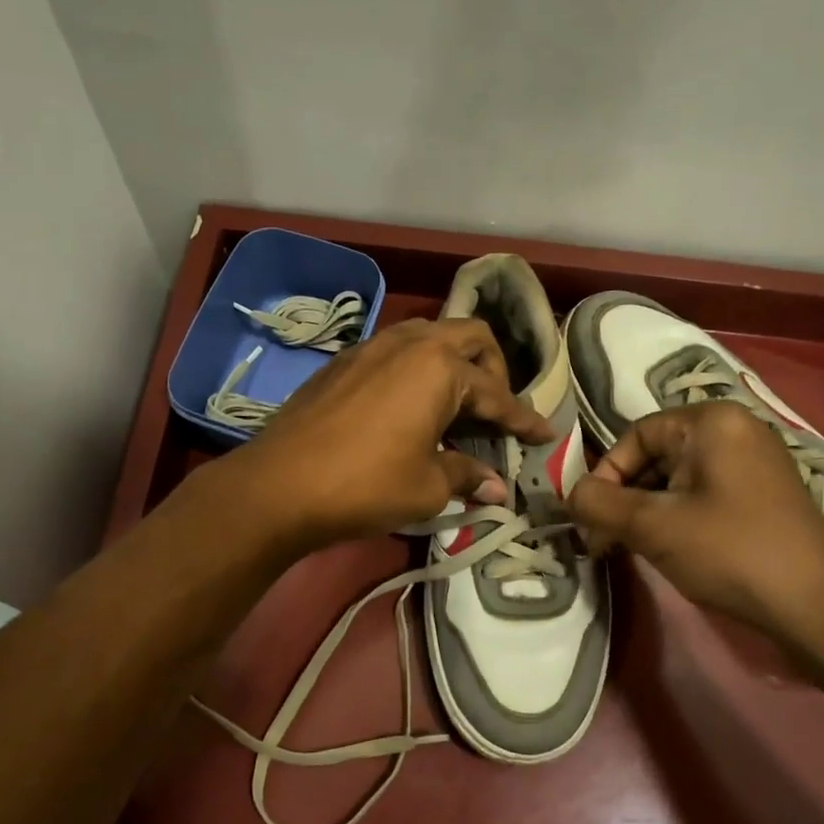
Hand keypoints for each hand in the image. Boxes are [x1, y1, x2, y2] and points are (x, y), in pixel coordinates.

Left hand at [227, 318, 552, 547]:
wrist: (278, 484)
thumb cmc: (365, 485)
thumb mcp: (426, 486)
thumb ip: (466, 475)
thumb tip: (498, 488)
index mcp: (440, 367)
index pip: (497, 395)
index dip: (524, 420)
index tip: (545, 435)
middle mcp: (410, 342)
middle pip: (471, 337)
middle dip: (494, 370)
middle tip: (495, 410)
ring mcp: (372, 346)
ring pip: (430, 335)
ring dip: (453, 362)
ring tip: (456, 402)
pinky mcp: (344, 360)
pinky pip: (397, 350)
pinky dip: (418, 369)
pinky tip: (410, 404)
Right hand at [567, 401, 823, 646]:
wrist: (817, 606)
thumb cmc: (730, 551)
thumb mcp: (652, 526)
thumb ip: (599, 504)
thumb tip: (570, 494)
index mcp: (710, 421)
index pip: (635, 436)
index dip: (605, 476)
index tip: (591, 519)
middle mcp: (735, 429)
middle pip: (656, 456)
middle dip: (624, 498)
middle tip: (605, 541)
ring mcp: (754, 461)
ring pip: (678, 478)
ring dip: (647, 511)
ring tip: (632, 550)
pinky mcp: (764, 493)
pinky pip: (704, 493)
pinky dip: (677, 516)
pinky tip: (669, 550)